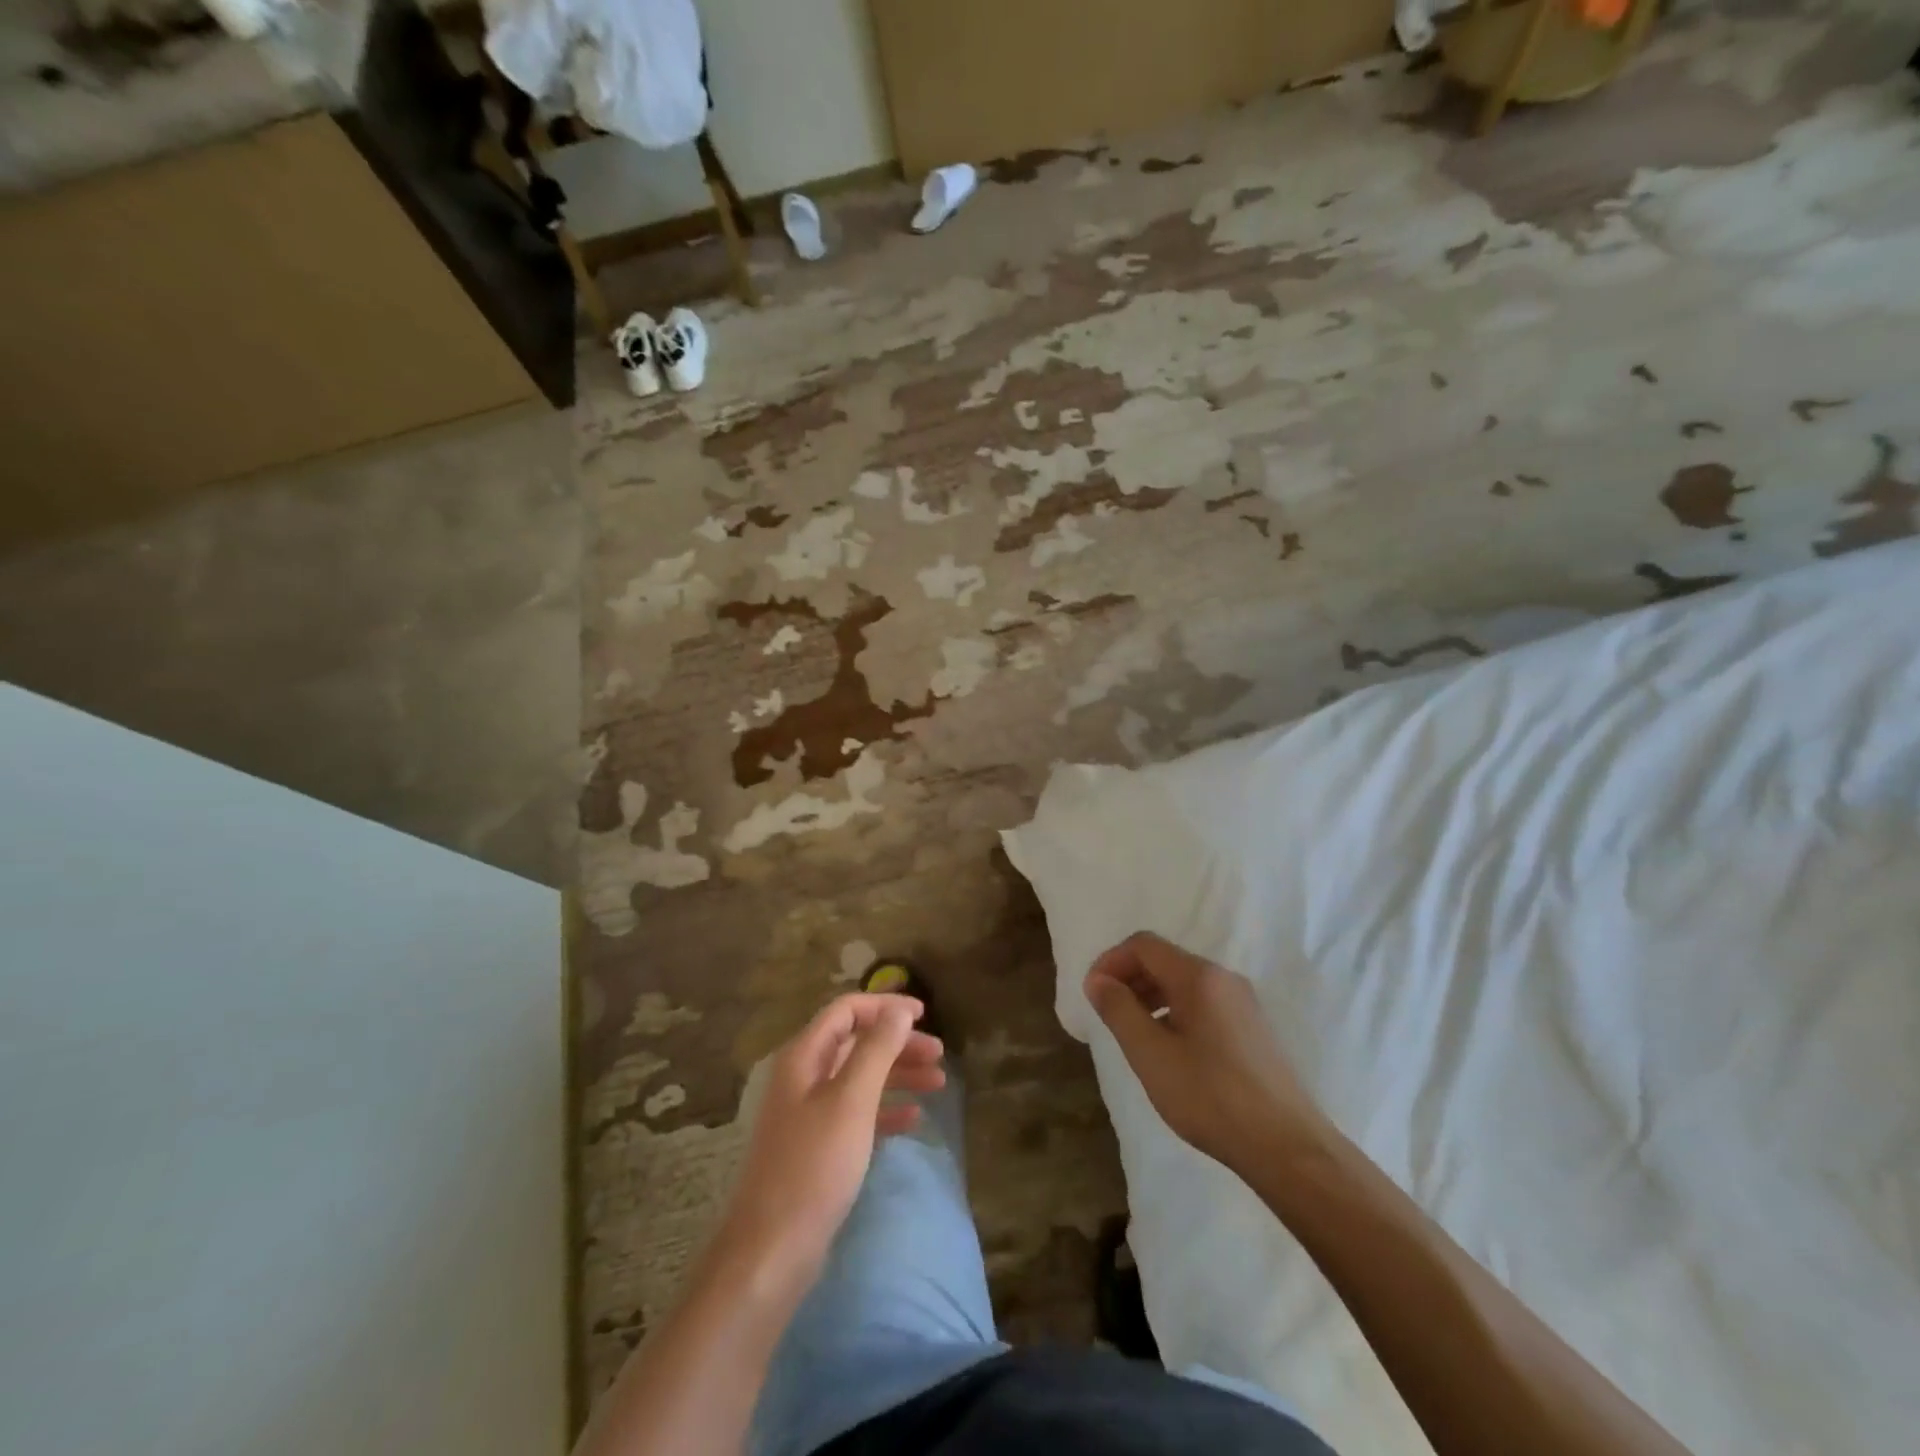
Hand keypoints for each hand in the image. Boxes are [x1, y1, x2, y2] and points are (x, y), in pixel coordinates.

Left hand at [715, 993, 944, 1284]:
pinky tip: (913, 1118)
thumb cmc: (814, 1165)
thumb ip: (876, 1049)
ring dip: (898, 1074)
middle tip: (939, 1054)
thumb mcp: (851, 1100)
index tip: (924, 1014)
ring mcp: (808, 1113)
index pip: (846, 1011)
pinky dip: (885, 1109)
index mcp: (803, 1056)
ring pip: (860, 1078)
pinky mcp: (817, 1147)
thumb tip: (898, 1009)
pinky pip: (857, 1113)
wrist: (772, 1250)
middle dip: (898, 1044)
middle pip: (856, 1043)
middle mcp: (803, 1077)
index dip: (885, 1006)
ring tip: (939, 1084)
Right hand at [1084, 933, 1329, 1176]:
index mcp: (1199, 976)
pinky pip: (1203, 1002)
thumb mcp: (1151, 1054)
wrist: (1287, 1147)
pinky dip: (1174, 1010)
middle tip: (1107, 1013)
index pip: (1144, 945)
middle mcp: (1223, 978)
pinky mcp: (1252, 1028)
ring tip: (1133, 1033)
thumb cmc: (1210, 1097)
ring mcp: (1243, 1003)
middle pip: (1165, 960)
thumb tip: (1097, 980)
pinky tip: (1169, 1049)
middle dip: (1129, 978)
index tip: (1092, 993)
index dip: (1111, 961)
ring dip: (1150, 995)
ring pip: (1184, 982)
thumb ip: (1119, 1010)